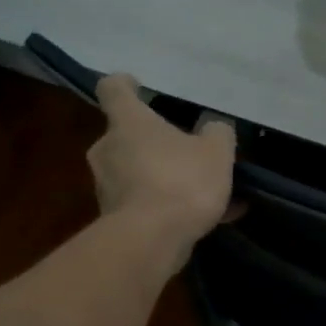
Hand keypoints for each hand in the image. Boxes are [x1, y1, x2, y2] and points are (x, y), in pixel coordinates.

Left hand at [88, 75, 235, 262]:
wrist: (150, 241)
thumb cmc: (181, 182)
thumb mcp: (216, 152)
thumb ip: (217, 133)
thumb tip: (214, 127)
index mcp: (128, 122)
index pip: (113, 89)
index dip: (125, 84)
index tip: (137, 86)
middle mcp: (108, 149)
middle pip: (126, 136)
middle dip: (154, 143)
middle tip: (186, 151)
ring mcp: (107, 186)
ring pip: (138, 173)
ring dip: (166, 178)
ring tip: (209, 195)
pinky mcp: (114, 219)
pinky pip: (147, 204)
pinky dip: (171, 208)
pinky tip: (211, 221)